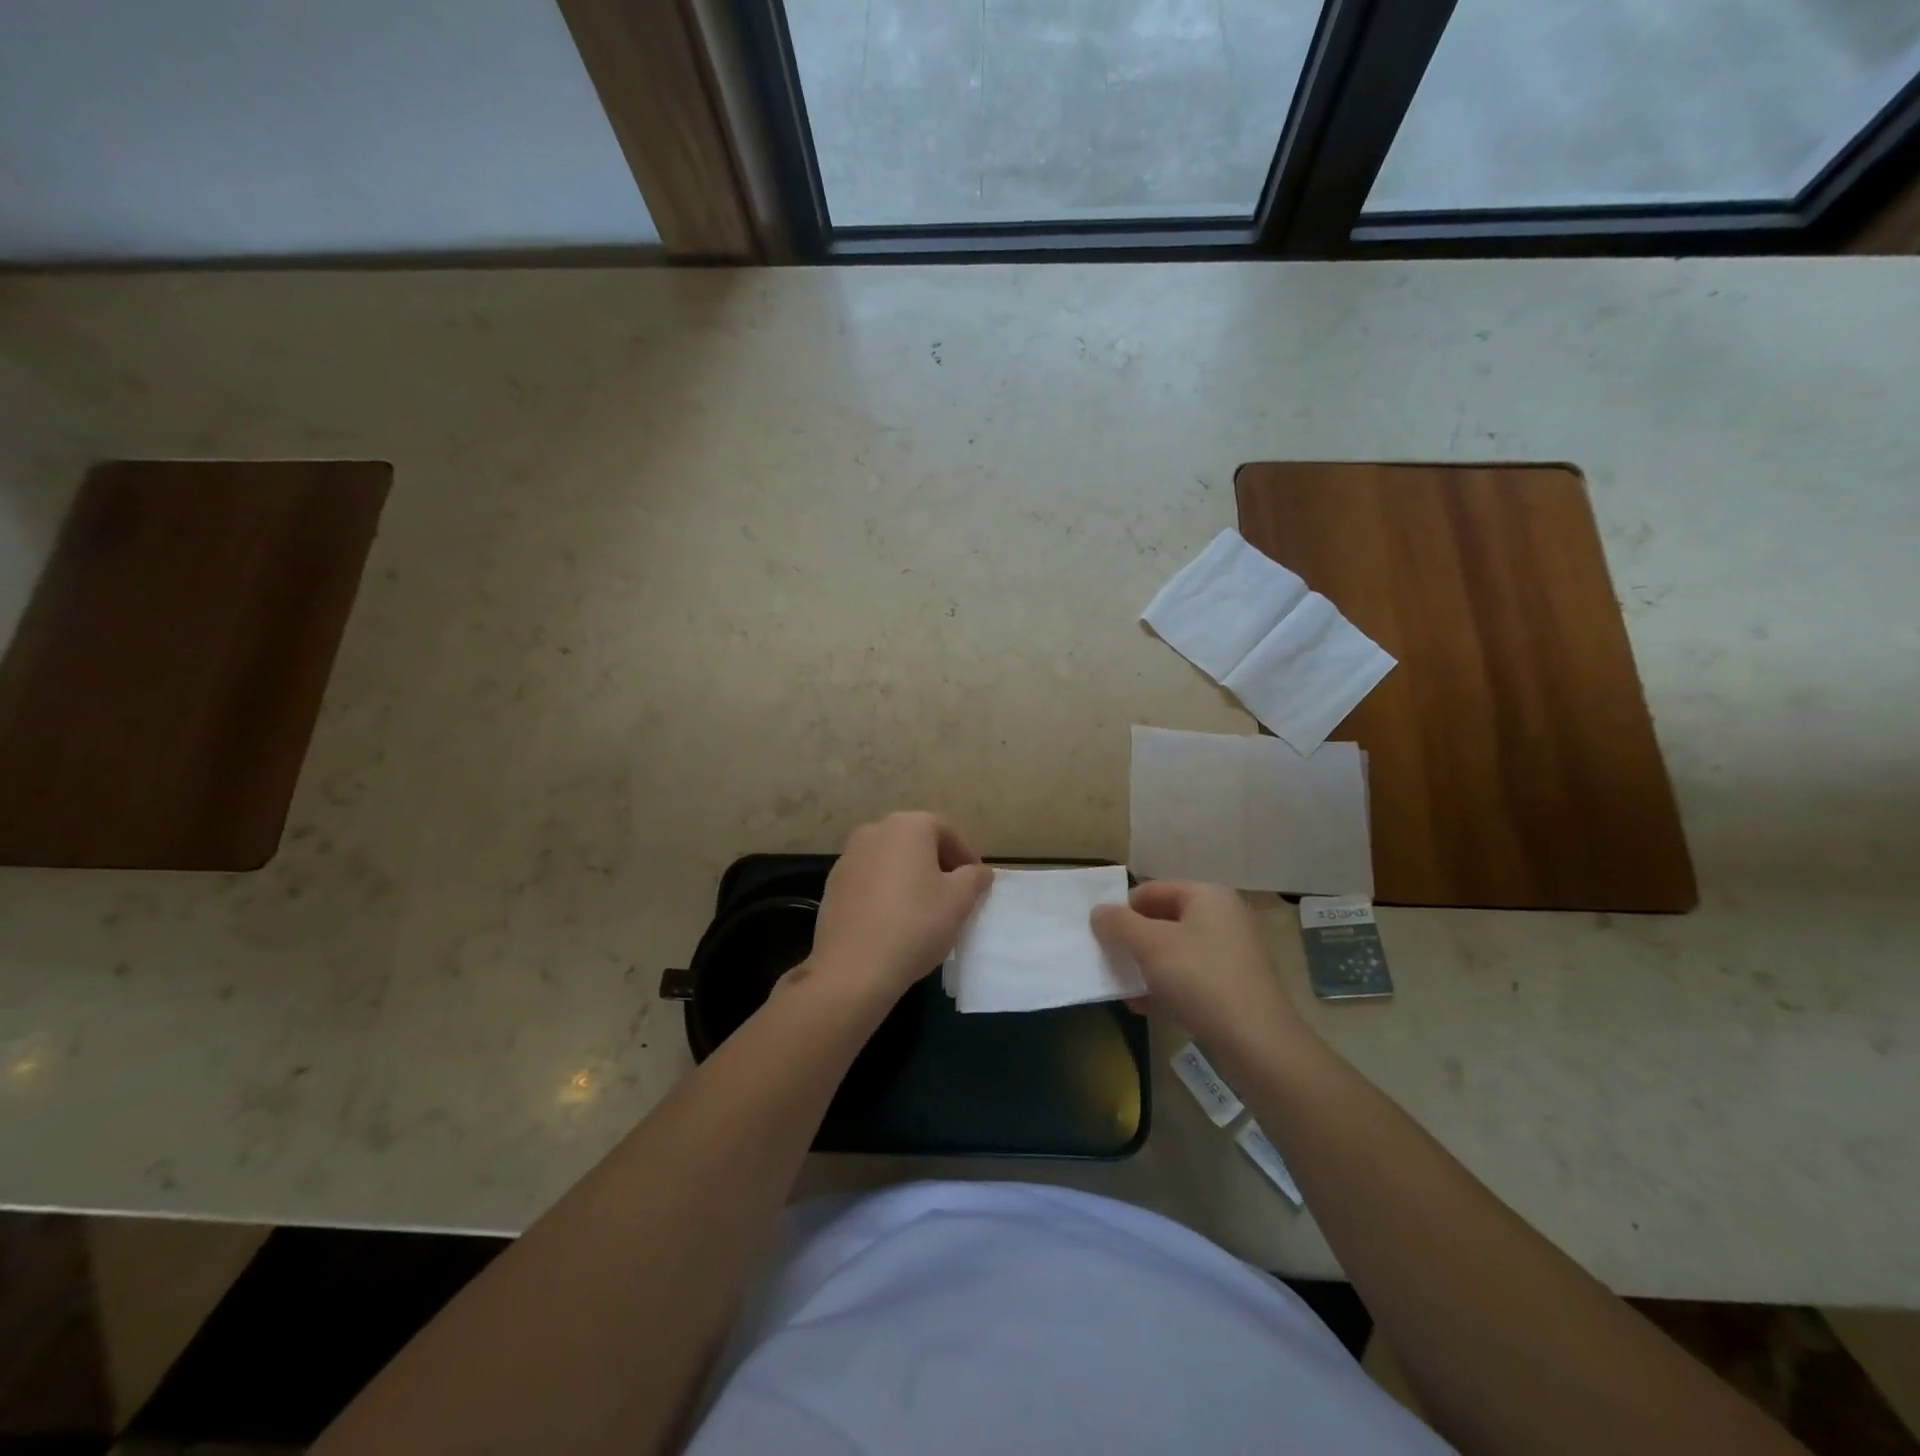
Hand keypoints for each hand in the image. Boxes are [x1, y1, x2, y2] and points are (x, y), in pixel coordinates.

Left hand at [807, 812, 993, 1001]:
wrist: (853, 967)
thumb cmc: (915, 924)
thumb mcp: (959, 901)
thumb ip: (974, 878)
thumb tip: (980, 871)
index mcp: (907, 826)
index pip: (945, 831)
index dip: (965, 855)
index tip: (976, 882)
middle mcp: (874, 831)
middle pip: (915, 842)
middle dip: (937, 863)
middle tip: (954, 893)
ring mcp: (848, 857)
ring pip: (890, 860)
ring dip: (910, 877)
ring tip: (924, 908)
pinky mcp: (832, 885)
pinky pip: (869, 880)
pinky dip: (885, 891)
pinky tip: (894, 920)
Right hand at [1092, 881, 1304, 1050]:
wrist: (1256, 1042)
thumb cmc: (1200, 978)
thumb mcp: (1150, 945)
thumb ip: (1119, 924)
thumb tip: (1098, 911)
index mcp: (1208, 896)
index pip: (1153, 890)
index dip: (1123, 909)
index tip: (1100, 934)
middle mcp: (1223, 917)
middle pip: (1163, 920)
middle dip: (1133, 941)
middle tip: (1109, 960)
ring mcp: (1231, 953)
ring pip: (1175, 951)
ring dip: (1145, 966)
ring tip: (1123, 987)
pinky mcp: (1233, 985)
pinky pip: (1189, 976)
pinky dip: (1165, 986)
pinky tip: (1143, 1006)